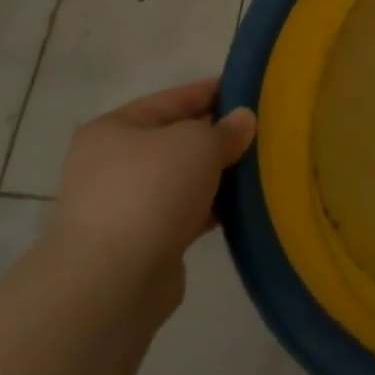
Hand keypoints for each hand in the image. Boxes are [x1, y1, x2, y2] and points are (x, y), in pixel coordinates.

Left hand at [44, 80, 256, 324]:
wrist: (112, 283)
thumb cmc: (151, 190)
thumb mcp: (198, 143)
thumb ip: (225, 129)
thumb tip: (243, 120)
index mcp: (115, 128)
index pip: (174, 99)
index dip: (213, 92)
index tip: (251, 91)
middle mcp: (112, 164)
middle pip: (177, 140)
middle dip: (217, 138)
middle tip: (263, 132)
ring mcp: (124, 207)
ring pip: (182, 180)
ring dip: (215, 176)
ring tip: (260, 168)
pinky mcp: (140, 244)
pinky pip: (184, 214)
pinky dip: (209, 209)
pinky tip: (242, 206)